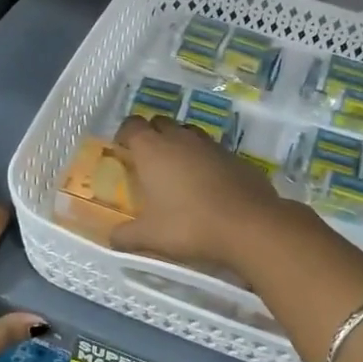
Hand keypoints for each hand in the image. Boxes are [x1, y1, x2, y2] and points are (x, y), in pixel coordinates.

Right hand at [110, 115, 292, 270]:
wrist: (249, 225)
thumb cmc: (189, 225)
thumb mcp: (150, 237)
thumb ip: (126, 236)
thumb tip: (112, 239)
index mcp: (153, 149)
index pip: (132, 125)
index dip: (125, 134)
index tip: (122, 150)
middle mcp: (181, 138)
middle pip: (160, 123)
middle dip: (151, 135)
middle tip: (148, 161)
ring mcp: (211, 145)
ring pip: (189, 133)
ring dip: (179, 144)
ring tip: (177, 171)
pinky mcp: (236, 156)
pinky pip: (213, 151)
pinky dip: (205, 160)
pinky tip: (208, 185)